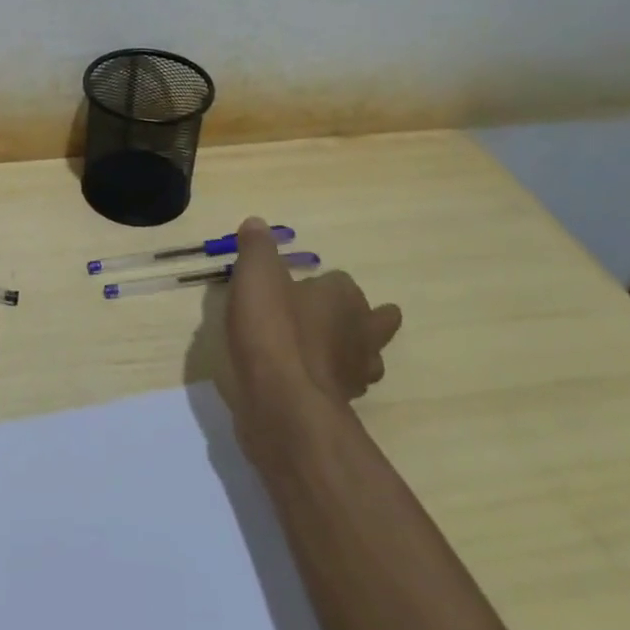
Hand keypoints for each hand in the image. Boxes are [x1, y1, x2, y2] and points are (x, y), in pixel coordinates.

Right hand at [223, 216, 401, 460]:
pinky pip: (340, 387)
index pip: (342, 282)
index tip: (299, 285)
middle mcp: (359, 333)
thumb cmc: (273, 328)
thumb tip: (257, 223)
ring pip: (365, 359)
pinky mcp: (339, 405)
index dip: (322, 283)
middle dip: (364, 319)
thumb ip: (257, 248)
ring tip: (328, 352)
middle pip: (374, 322)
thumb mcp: (255, 274)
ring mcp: (353, 374)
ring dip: (351, 354)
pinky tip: (305, 381)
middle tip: (345, 318)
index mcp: (344, 297)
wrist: (282, 402)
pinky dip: (327, 381)